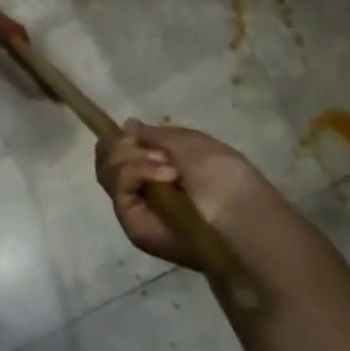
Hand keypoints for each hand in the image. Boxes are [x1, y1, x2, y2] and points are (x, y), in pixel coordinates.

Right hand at [94, 119, 276, 270]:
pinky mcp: (133, 224)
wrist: (243, 216)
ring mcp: (136, 207)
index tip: (133, 132)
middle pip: (106, 160)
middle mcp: (142, 188)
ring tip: (168, 167)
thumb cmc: (225, 176)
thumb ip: (155, 135)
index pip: (119, 151)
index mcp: (157, 170)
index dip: (119, 140)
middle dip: (121, 146)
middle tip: (153, 150)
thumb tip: (127, 126)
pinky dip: (134, 172)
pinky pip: (116, 188)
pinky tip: (164, 175)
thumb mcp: (191, 143)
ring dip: (131, 159)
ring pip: (106, 172)